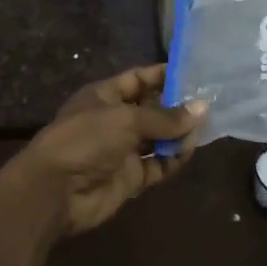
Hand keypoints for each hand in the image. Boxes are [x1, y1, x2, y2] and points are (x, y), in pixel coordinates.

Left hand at [6, 64, 203, 236]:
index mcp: (105, 96)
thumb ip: (166, 117)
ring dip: (179, 134)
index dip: (165, 75)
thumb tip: (203, 108)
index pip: (140, 79)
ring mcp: (122, 150)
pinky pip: (157, 164)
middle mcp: (115, 120)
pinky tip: (190, 150)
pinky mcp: (130, 177)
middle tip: (211, 101)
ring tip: (206, 127)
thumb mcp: (126, 119)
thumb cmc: (86, 140)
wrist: (55, 192)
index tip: (195, 72)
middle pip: (152, 109)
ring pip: (158, 138)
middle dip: (178, 107)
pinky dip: (173, 158)